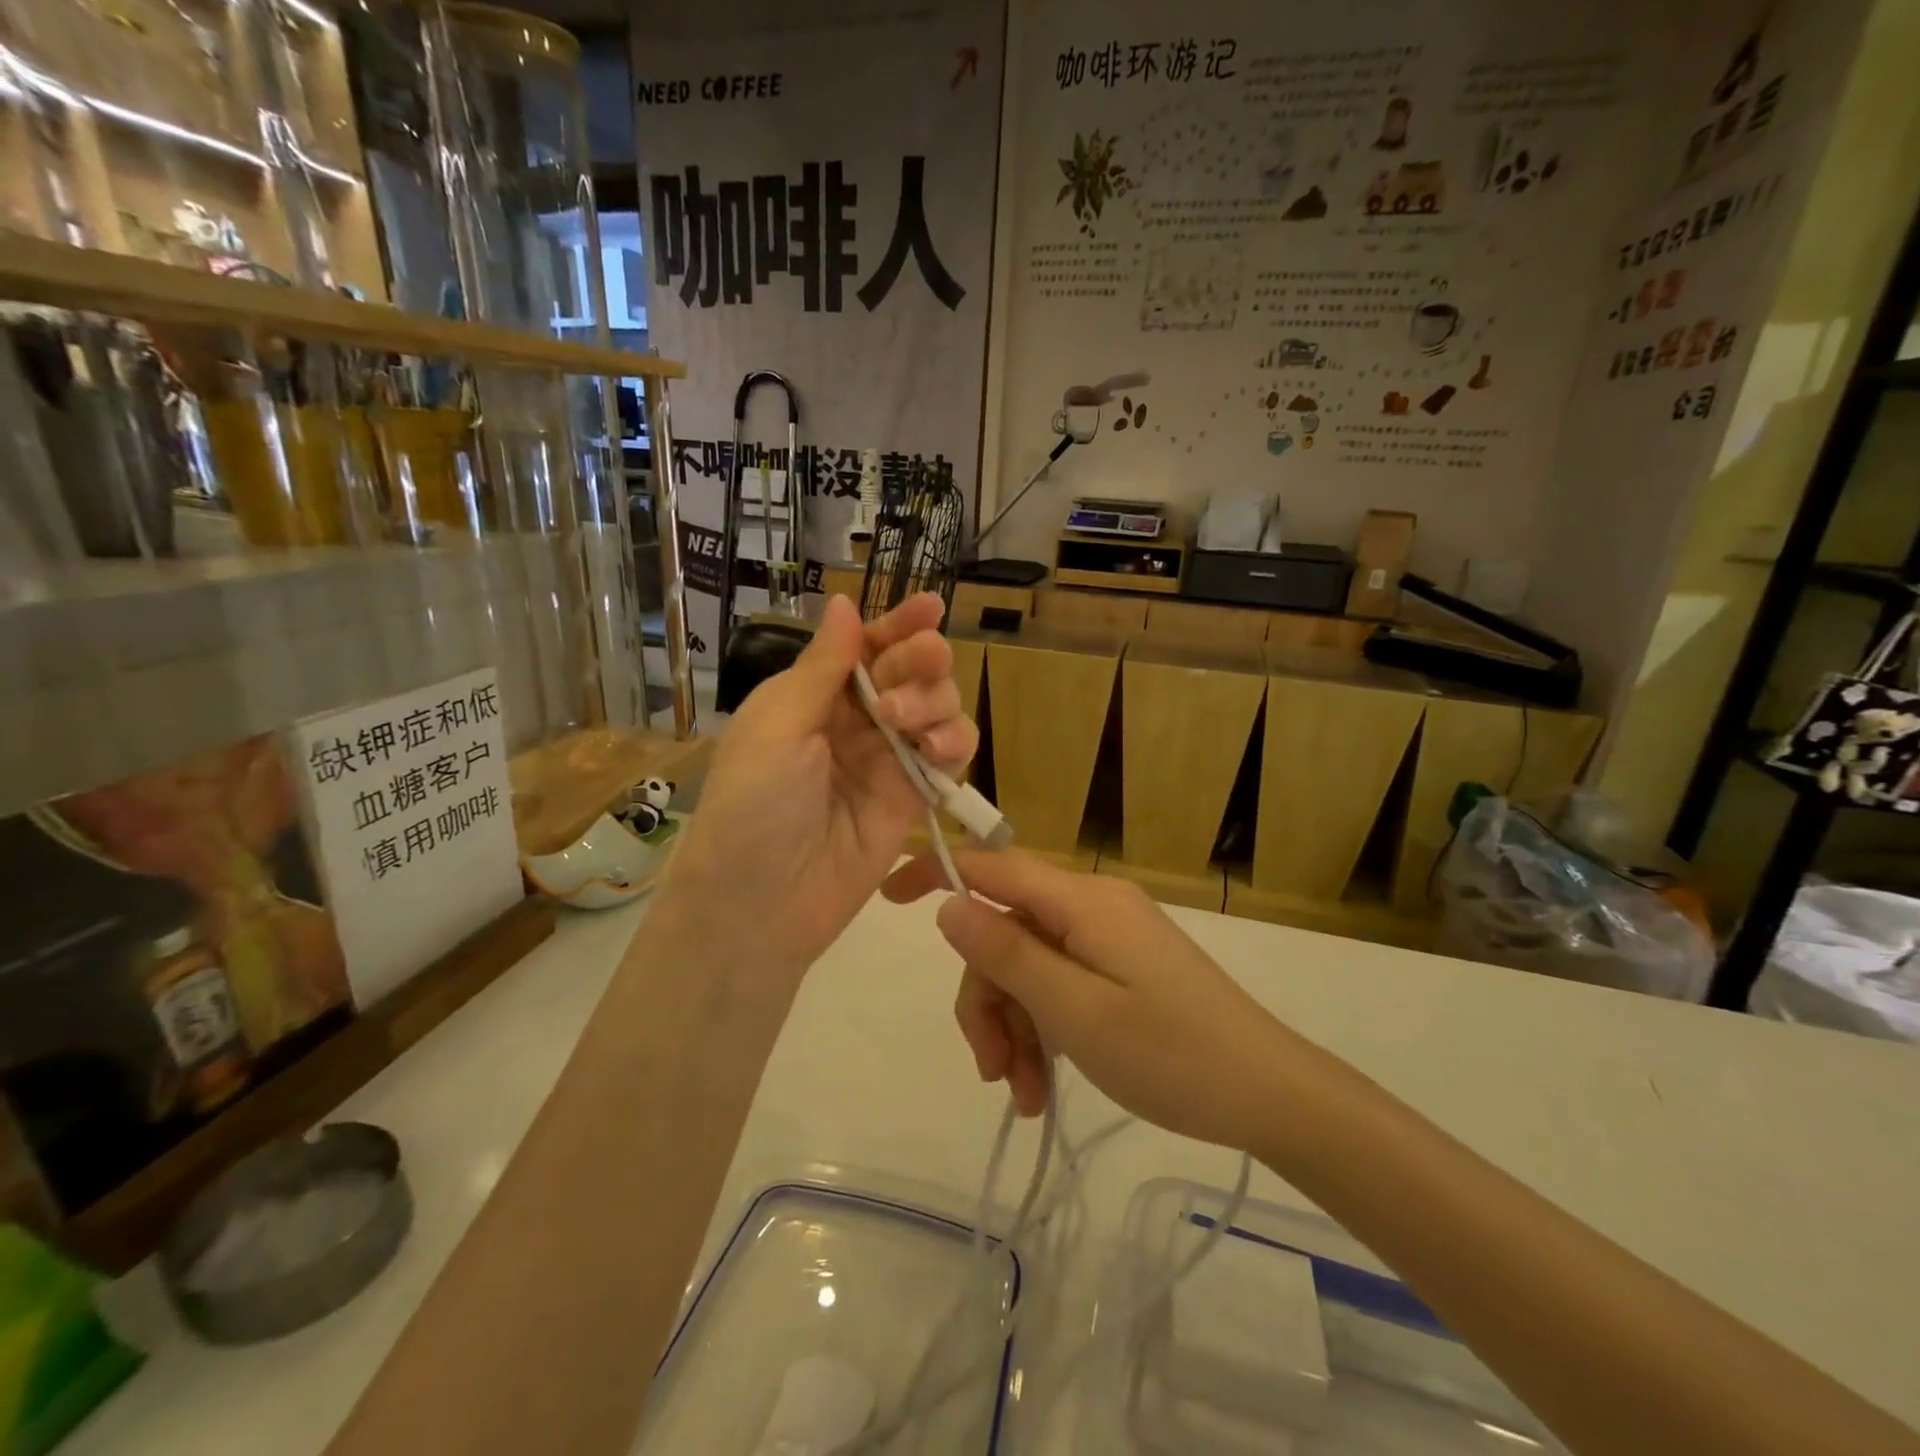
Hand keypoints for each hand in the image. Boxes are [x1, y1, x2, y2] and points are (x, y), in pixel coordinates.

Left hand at [655, 594, 977, 980]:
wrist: (761, 904)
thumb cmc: (753, 805)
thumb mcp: (777, 726)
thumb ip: (822, 667)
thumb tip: (845, 602)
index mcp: (813, 695)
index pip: (865, 647)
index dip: (898, 624)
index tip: (931, 606)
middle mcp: (855, 721)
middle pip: (909, 671)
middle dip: (921, 658)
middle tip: (921, 661)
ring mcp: (888, 759)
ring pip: (937, 708)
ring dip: (936, 701)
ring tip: (908, 724)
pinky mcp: (914, 798)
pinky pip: (950, 756)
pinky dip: (955, 742)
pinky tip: (938, 750)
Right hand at [884, 849, 1289, 1151]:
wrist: (1268, 1093)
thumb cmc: (1172, 1054)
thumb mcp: (1075, 1011)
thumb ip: (1008, 954)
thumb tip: (950, 905)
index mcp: (1081, 901)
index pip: (992, 866)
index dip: (936, 872)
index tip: (887, 899)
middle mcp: (1090, 905)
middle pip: (1005, 931)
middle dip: (987, 997)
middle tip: (993, 1070)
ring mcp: (1106, 936)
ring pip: (1027, 964)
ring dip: (1013, 1025)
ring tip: (1025, 1094)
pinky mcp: (1119, 965)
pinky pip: (1059, 981)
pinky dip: (1042, 1026)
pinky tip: (1043, 1084)